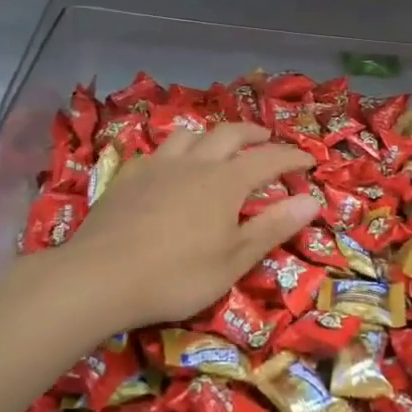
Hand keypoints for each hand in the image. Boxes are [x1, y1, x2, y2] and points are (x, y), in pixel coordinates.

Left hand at [34, 122, 318, 332]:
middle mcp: (196, 163)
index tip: (309, 159)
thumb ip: (273, 227)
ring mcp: (158, 166)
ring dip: (211, 136)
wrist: (98, 278)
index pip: (269, 158)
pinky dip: (174, 153)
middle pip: (230, 134)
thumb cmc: (176, 275)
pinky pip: (157, 152)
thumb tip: (312, 199)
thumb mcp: (234, 260)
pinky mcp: (128, 177)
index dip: (292, 156)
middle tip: (267, 139)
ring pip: (190, 135)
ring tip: (217, 147)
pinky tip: (168, 168)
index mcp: (227, 181)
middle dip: (254, 134)